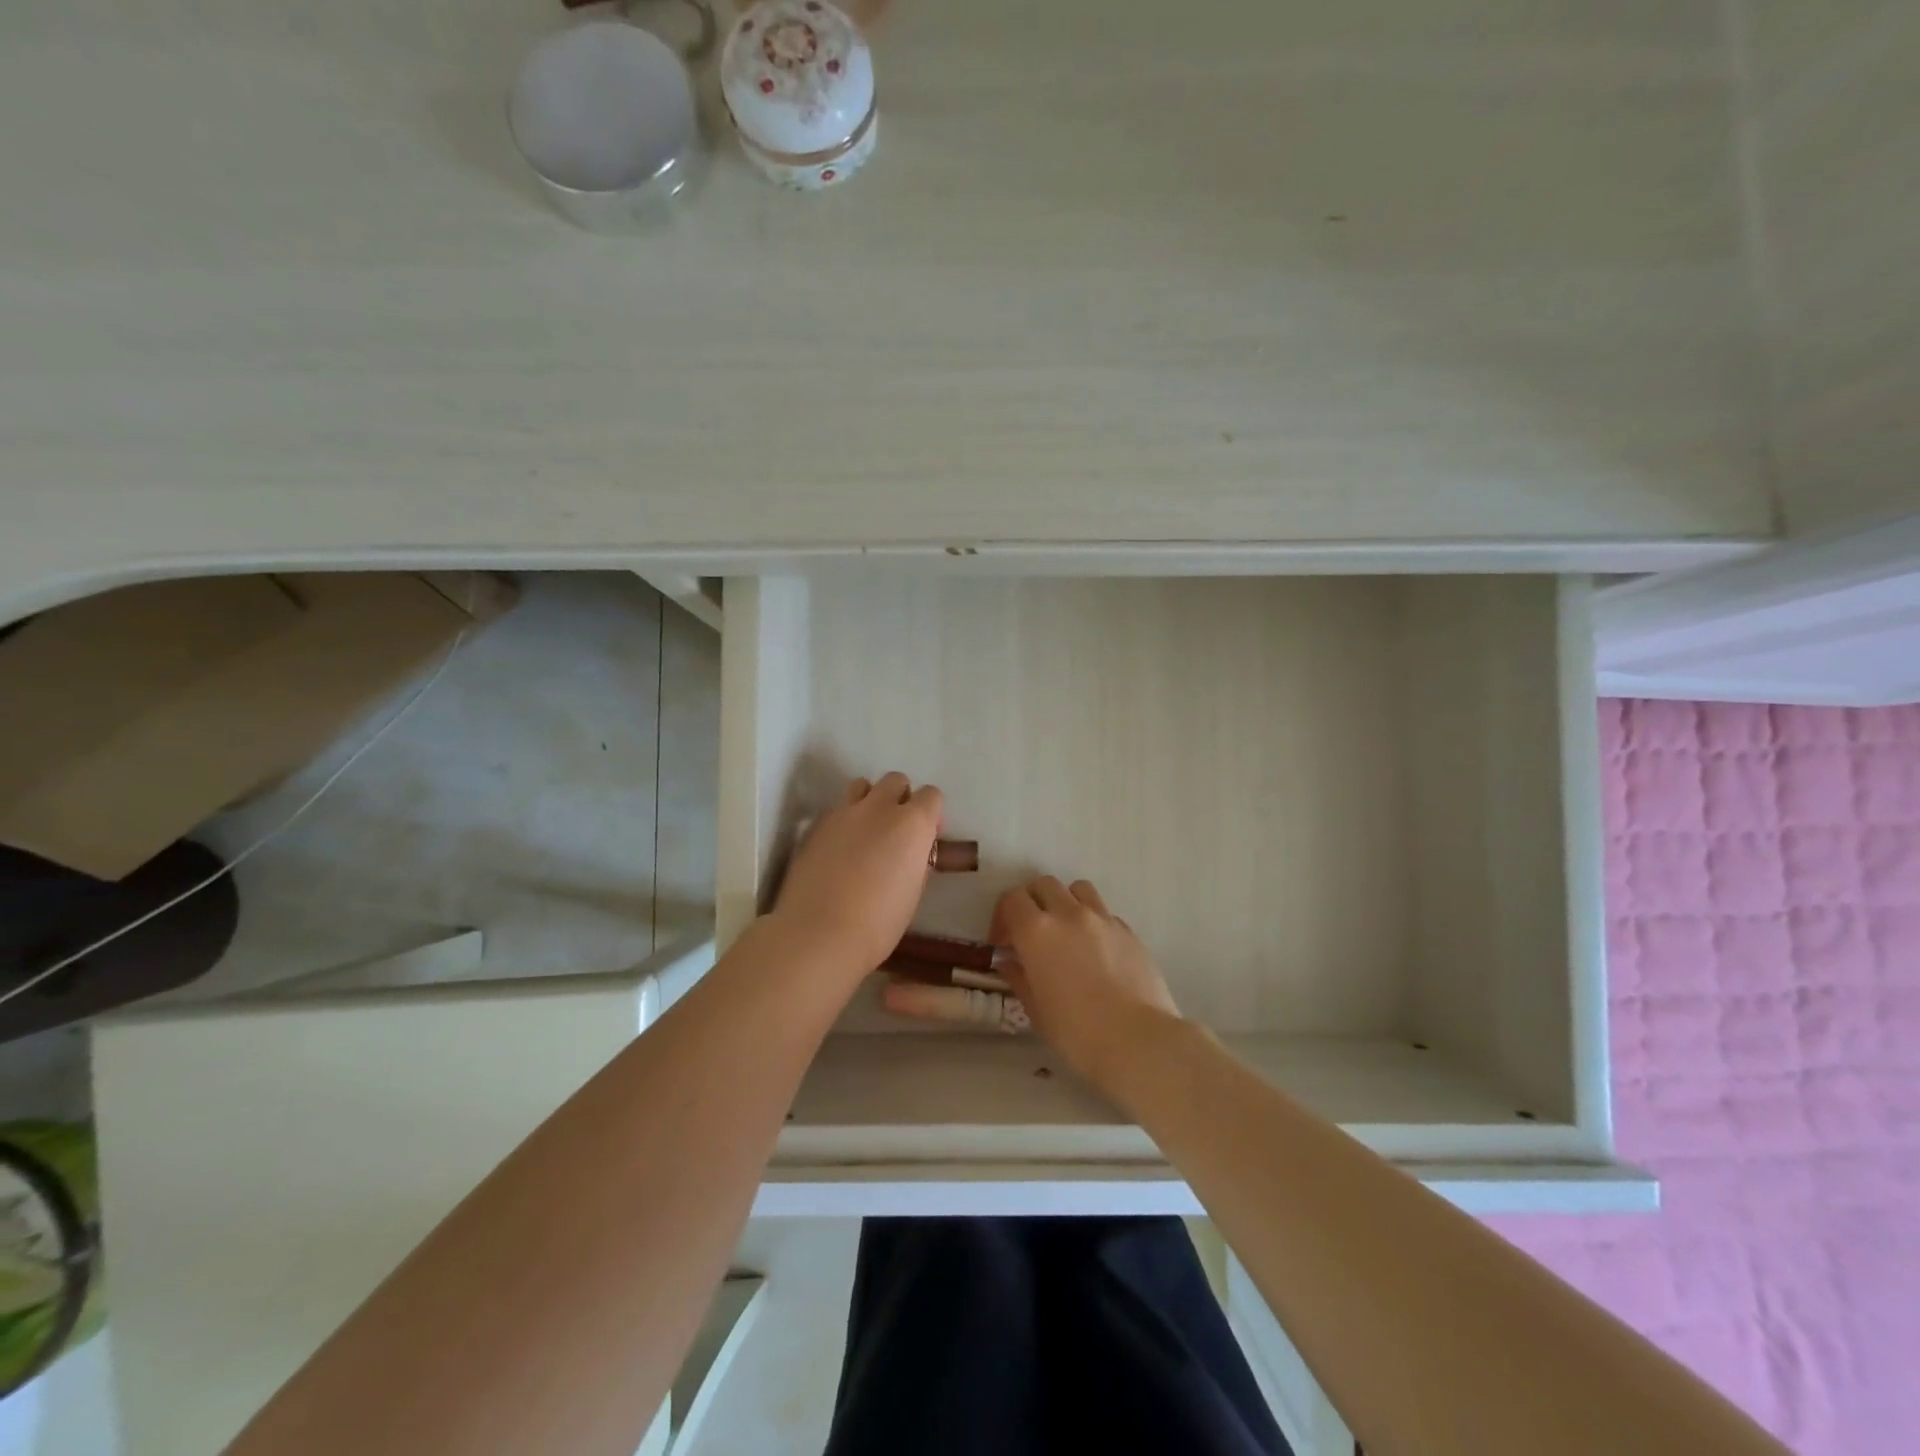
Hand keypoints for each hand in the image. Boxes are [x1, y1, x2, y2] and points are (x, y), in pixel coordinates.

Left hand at [771, 772, 942, 981]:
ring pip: (862, 786)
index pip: (931, 795)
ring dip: (870, 800)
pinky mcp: (816, 826)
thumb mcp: (913, 892)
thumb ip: (917, 861)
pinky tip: (839, 851)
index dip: (931, 814)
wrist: (819, 934)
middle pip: (896, 780)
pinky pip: (837, 810)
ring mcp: (844, 813)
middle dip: (900, 798)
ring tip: (866, 832)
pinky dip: (844, 822)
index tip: (925, 838)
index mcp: (912, 823)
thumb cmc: (878, 923)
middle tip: (896, 832)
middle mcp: (879, 808)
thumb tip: (913, 851)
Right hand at [994, 877, 1179, 1092]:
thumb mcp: (1036, 1009)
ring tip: (1067, 932)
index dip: (1003, 917)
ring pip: (1078, 889)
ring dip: (1066, 902)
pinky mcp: (1129, 930)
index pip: (1011, 899)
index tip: (1004, 942)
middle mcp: (1069, 914)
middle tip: (1032, 933)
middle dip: (1032, 903)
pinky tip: (1096, 952)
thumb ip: (1019, 977)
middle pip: (1044, 885)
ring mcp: (1103, 918)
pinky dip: (1093, 922)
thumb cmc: (1076, 1032)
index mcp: (1037, 931)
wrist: (1137, 1040)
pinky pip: (1104, 913)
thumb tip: (1009, 961)